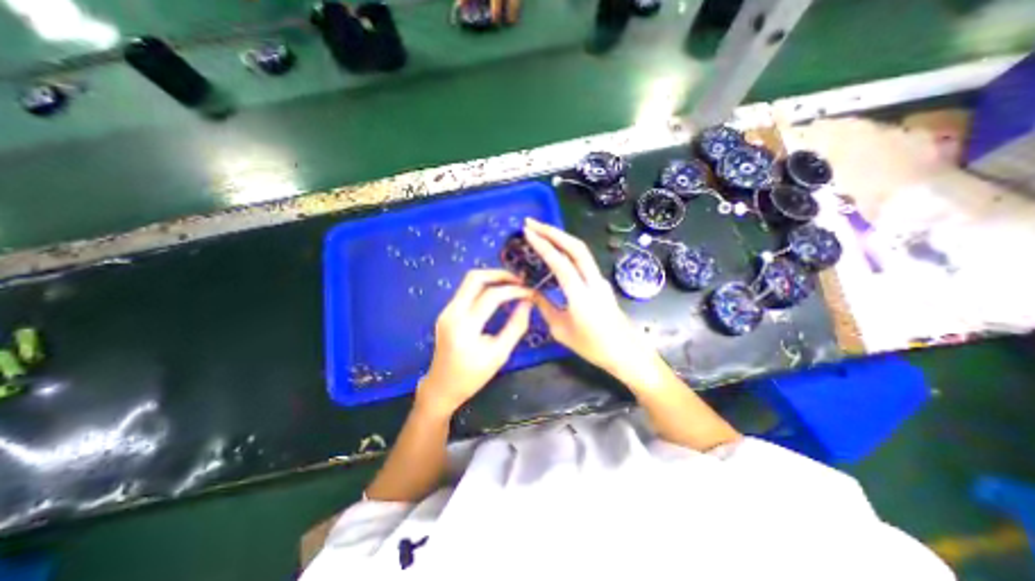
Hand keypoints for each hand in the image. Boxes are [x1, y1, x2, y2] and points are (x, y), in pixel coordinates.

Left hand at [417, 270, 532, 414]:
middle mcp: (452, 312)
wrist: (442, 386)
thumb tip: (527, 303)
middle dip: (499, 274)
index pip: (491, 296)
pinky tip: (497, 296)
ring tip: (512, 286)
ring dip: (491, 279)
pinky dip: (484, 288)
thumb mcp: (500, 354)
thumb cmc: (472, 376)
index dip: (513, 290)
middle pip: (474, 277)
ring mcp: (447, 310)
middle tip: (519, 281)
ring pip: (469, 281)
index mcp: (465, 326)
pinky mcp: (447, 312)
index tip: (530, 292)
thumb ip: (516, 326)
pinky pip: (466, 291)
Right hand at [521, 215, 657, 380]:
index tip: (527, 232)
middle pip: (576, 247)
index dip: (543, 245)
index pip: (560, 262)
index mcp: (580, 296)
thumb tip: (530, 293)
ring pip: (582, 251)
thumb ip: (544, 308)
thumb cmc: (593, 347)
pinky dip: (568, 249)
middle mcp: (593, 281)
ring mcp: (600, 280)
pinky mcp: (601, 282)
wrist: (626, 352)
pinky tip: (556, 250)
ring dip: (561, 237)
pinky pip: (584, 260)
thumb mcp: (561, 331)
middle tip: (532, 223)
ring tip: (541, 231)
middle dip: (553, 231)